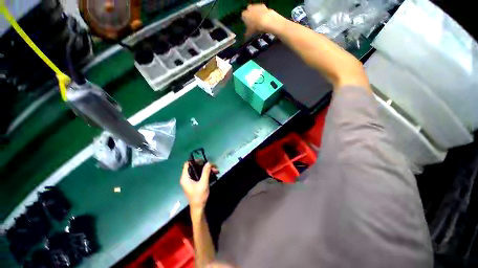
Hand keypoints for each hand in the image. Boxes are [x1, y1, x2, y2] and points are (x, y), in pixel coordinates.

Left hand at [180, 162, 217, 210]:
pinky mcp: (195, 183)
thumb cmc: (199, 196)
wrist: (199, 208)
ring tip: (216, 171)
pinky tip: (214, 174)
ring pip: (199, 171)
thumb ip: (206, 172)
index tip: (204, 161)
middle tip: (213, 167)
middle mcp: (187, 177)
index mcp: (185, 177)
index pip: (188, 164)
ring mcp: (191, 180)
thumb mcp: (203, 183)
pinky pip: (200, 175)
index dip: (195, 161)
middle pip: (195, 167)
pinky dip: (206, 174)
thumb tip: (208, 162)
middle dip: (205, 166)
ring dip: (207, 170)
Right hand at [241, 4, 281, 36]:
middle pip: (248, 11)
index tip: (248, 25)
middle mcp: (249, 8)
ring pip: (254, 9)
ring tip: (259, 21)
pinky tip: (264, 18)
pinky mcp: (262, 5)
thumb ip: (247, 33)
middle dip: (250, 15)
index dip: (245, 20)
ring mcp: (256, 6)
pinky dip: (262, 12)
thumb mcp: (250, 33)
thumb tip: (246, 36)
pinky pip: (261, 9)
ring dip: (256, 14)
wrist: (266, 20)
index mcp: (244, 15)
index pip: (243, 16)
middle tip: (253, 22)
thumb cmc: (255, 27)